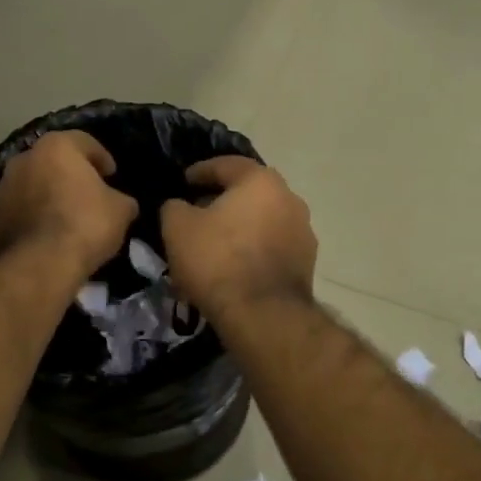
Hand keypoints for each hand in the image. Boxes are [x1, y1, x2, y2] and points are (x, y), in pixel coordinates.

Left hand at [0, 131, 138, 279]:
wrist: (38, 265)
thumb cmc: (84, 225)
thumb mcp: (120, 211)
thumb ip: (120, 199)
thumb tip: (120, 202)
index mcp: (56, 147)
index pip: (84, 142)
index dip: (102, 158)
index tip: (112, 175)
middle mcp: (23, 158)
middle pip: (52, 161)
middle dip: (69, 175)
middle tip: (87, 195)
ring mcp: (2, 187)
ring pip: (32, 185)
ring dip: (47, 195)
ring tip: (64, 218)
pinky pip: (18, 210)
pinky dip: (31, 217)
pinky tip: (46, 236)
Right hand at [159, 157, 316, 319]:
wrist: (262, 315)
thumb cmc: (217, 260)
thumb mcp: (177, 228)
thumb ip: (174, 207)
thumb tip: (180, 206)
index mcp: (261, 181)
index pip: (226, 165)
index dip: (200, 172)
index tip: (183, 182)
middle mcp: (289, 199)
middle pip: (248, 192)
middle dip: (221, 201)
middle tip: (196, 213)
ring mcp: (303, 232)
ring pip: (262, 221)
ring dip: (239, 227)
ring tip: (214, 244)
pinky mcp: (306, 263)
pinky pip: (271, 247)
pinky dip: (252, 250)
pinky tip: (233, 267)